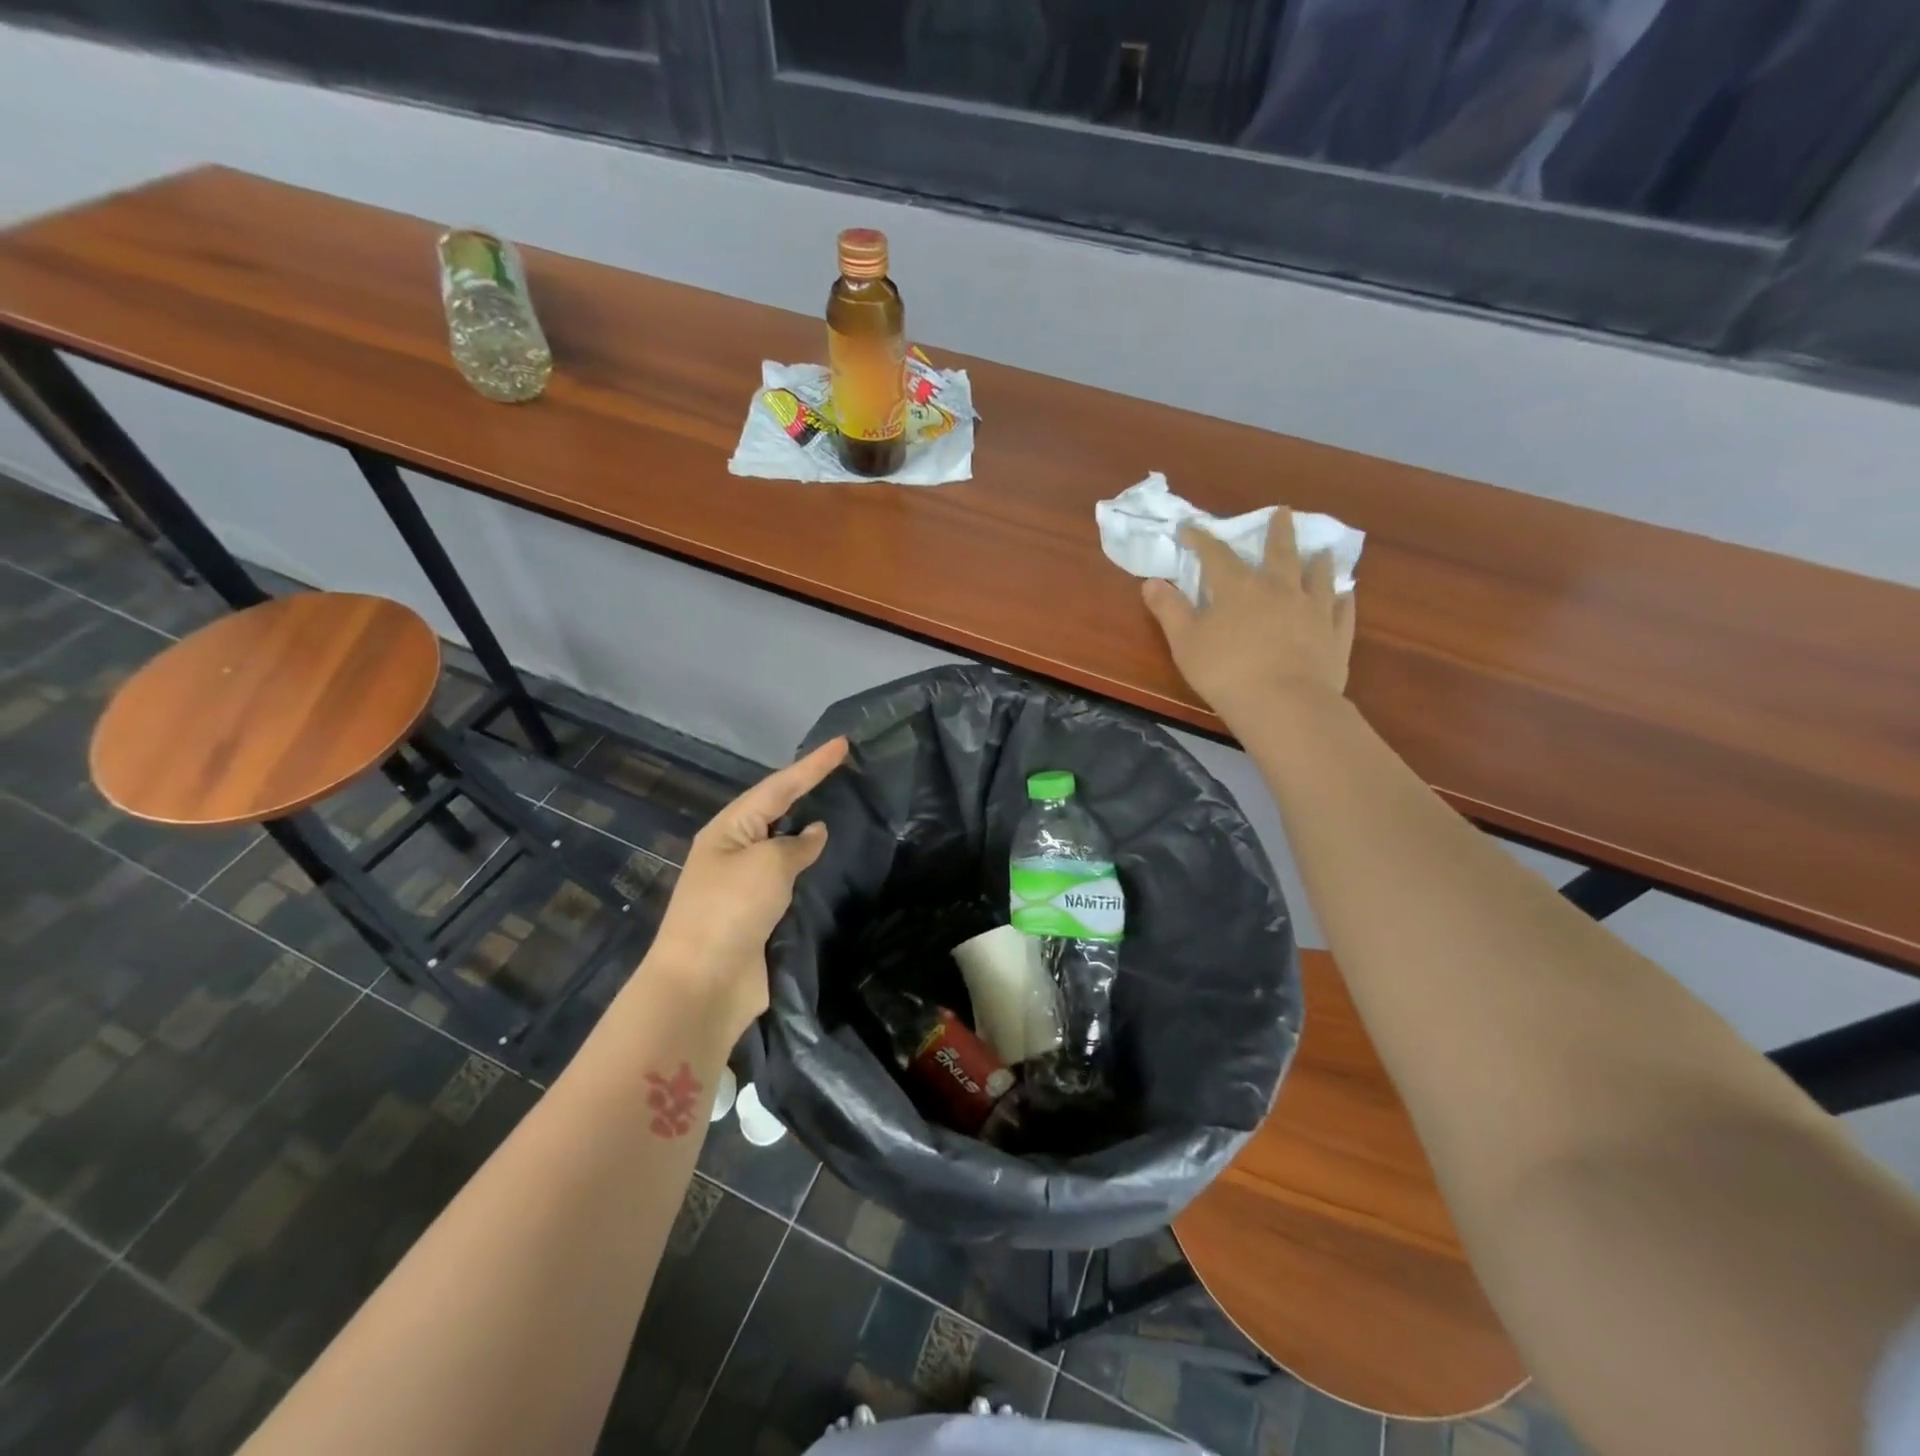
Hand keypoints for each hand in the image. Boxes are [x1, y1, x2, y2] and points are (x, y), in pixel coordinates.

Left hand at [645, 736, 849, 1041]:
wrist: (703, 984)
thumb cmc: (731, 910)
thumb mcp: (768, 864)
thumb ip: (797, 844)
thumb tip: (815, 832)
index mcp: (728, 830)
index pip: (778, 787)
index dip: (812, 765)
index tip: (843, 744)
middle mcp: (734, 852)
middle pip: (777, 811)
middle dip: (808, 790)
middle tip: (844, 771)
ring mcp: (745, 885)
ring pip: (784, 847)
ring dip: (810, 831)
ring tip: (844, 811)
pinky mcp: (758, 916)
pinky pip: (790, 880)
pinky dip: (810, 869)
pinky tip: (832, 863)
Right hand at [1143, 513, 1355, 726]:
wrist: (1284, 704)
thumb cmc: (1225, 671)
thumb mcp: (1185, 642)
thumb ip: (1169, 610)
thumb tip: (1151, 581)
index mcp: (1238, 588)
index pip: (1216, 554)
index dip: (1201, 539)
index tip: (1189, 528)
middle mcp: (1280, 589)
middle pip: (1280, 552)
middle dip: (1278, 531)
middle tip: (1283, 511)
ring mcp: (1313, 610)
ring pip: (1318, 577)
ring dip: (1318, 562)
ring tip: (1322, 550)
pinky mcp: (1335, 635)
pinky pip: (1342, 611)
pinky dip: (1343, 600)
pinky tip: (1345, 595)